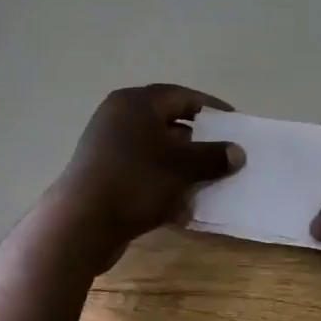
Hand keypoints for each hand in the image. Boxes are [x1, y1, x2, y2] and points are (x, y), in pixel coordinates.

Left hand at [55, 84, 245, 260]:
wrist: (82, 224)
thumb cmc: (136, 181)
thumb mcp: (182, 167)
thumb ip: (213, 156)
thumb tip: (237, 152)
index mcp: (135, 104)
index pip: (181, 96)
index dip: (211, 109)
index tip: (234, 124)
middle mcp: (118, 120)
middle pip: (168, 124)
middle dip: (198, 143)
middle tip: (223, 156)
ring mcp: (108, 150)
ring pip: (156, 153)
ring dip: (182, 168)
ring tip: (208, 184)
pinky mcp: (104, 178)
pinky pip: (143, 175)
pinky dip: (163, 186)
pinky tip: (182, 208)